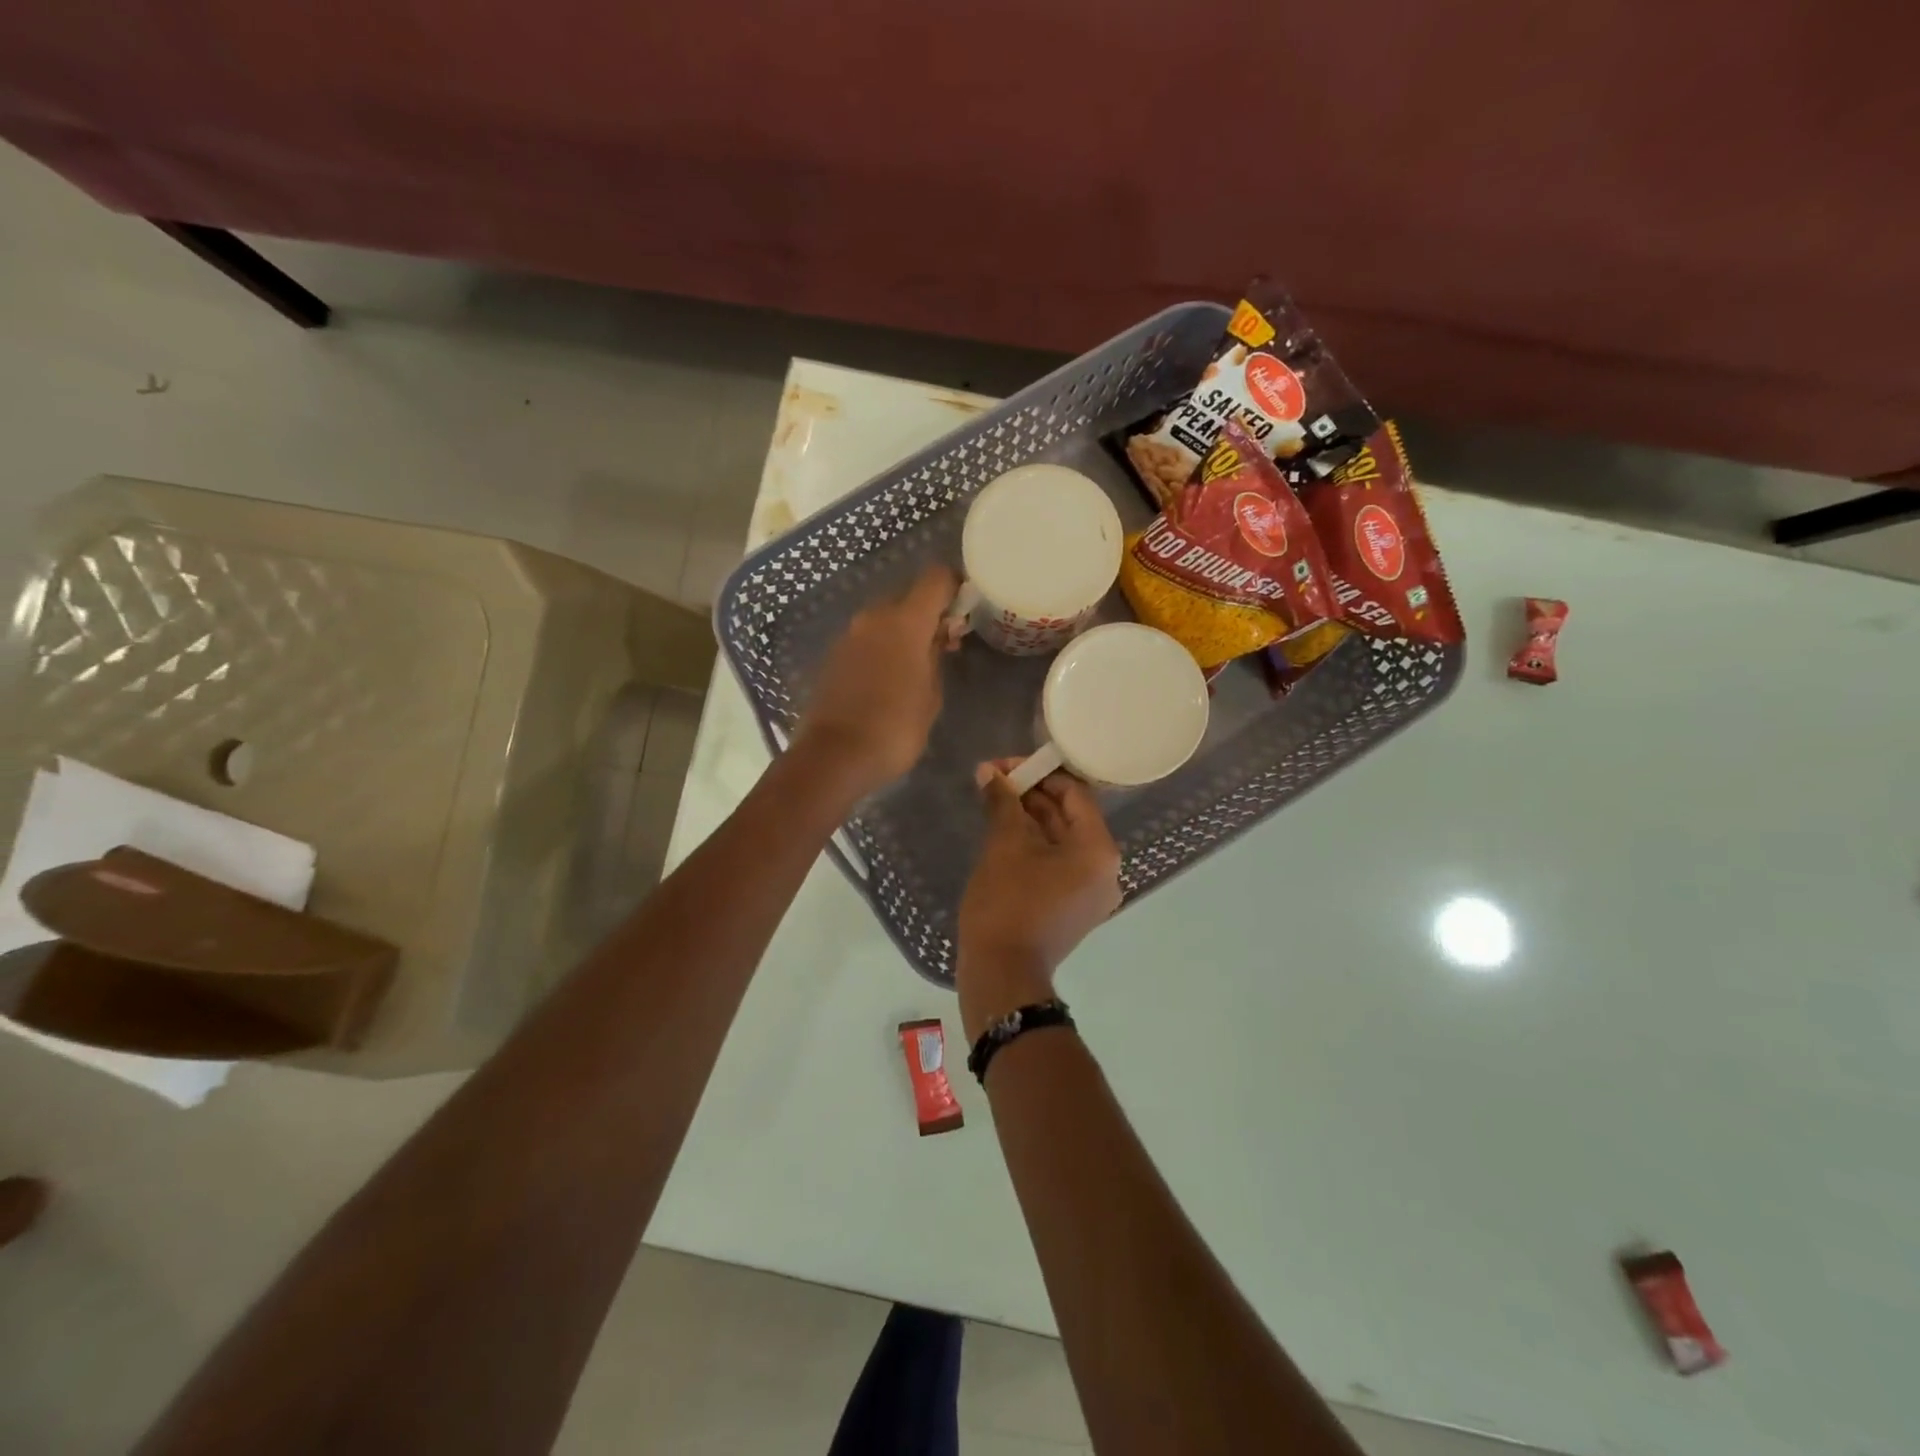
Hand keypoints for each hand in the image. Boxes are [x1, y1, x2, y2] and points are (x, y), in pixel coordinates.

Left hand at [794, 565, 956, 798]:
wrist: (834, 757)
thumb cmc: (895, 728)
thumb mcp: (931, 696)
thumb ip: (937, 657)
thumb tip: (938, 638)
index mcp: (904, 621)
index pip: (935, 578)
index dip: (955, 585)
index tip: (967, 606)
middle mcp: (873, 617)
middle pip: (908, 596)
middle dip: (928, 613)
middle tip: (946, 642)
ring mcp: (849, 635)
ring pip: (885, 618)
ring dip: (904, 631)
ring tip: (920, 664)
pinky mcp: (833, 656)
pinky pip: (867, 639)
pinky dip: (883, 647)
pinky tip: (892, 677)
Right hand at [957, 763, 1121, 1039]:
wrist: (1002, 974)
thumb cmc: (1008, 904)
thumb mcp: (1004, 845)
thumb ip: (1002, 802)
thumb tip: (988, 771)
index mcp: (1099, 851)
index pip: (1075, 793)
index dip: (1039, 774)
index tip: (1004, 767)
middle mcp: (1105, 870)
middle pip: (1069, 816)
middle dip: (1031, 796)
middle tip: (993, 781)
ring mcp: (1091, 892)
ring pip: (1062, 841)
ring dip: (1030, 819)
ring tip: (994, 802)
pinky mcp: (1074, 907)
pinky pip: (1058, 864)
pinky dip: (1035, 846)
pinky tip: (1004, 833)